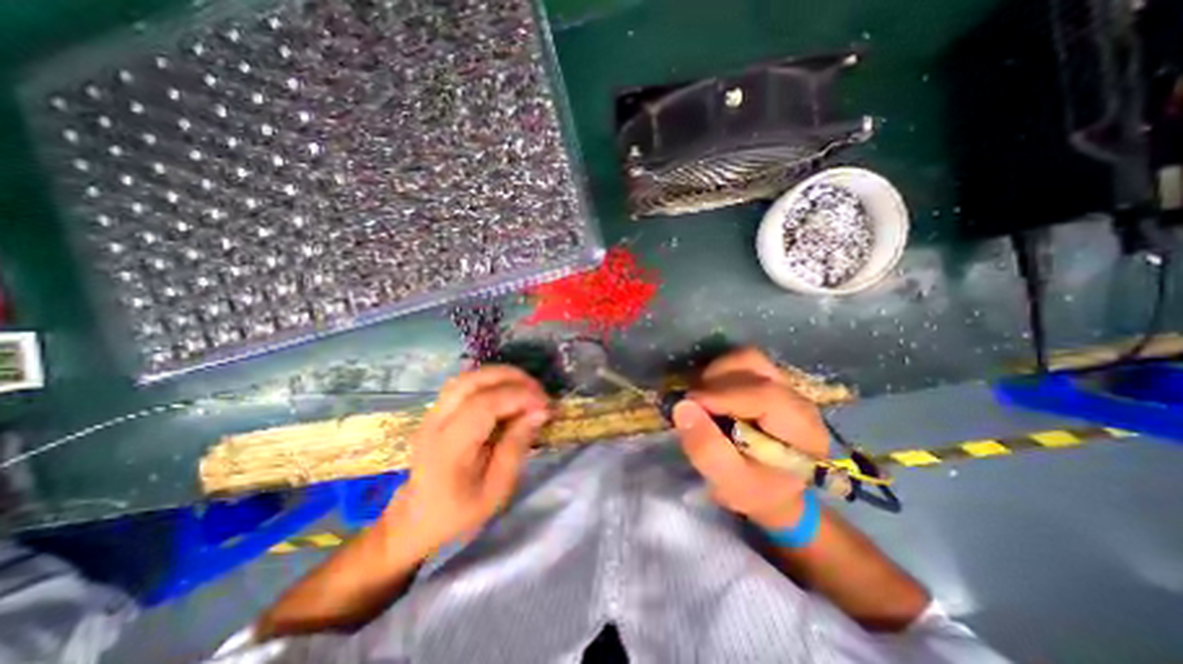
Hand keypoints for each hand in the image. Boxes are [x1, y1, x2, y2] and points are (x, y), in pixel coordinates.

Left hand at [390, 365, 554, 558]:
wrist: (414, 521)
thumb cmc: (458, 513)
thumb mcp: (496, 490)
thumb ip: (516, 447)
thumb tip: (539, 412)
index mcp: (449, 448)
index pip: (485, 404)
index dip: (519, 397)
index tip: (545, 405)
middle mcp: (436, 423)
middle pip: (473, 381)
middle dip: (512, 378)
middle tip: (539, 391)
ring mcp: (432, 414)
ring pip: (468, 377)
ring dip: (501, 376)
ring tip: (527, 388)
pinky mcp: (436, 411)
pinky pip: (465, 384)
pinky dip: (490, 381)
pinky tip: (507, 393)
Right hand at [668, 348, 824, 527]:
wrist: (776, 492)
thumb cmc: (756, 492)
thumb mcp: (730, 484)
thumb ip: (707, 449)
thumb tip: (682, 407)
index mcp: (800, 427)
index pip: (763, 394)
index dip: (720, 395)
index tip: (687, 405)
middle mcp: (796, 397)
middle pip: (753, 365)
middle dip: (715, 380)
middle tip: (694, 403)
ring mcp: (784, 384)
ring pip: (746, 358)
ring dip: (716, 372)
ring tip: (702, 397)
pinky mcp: (770, 380)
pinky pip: (741, 363)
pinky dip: (720, 371)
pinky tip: (711, 393)